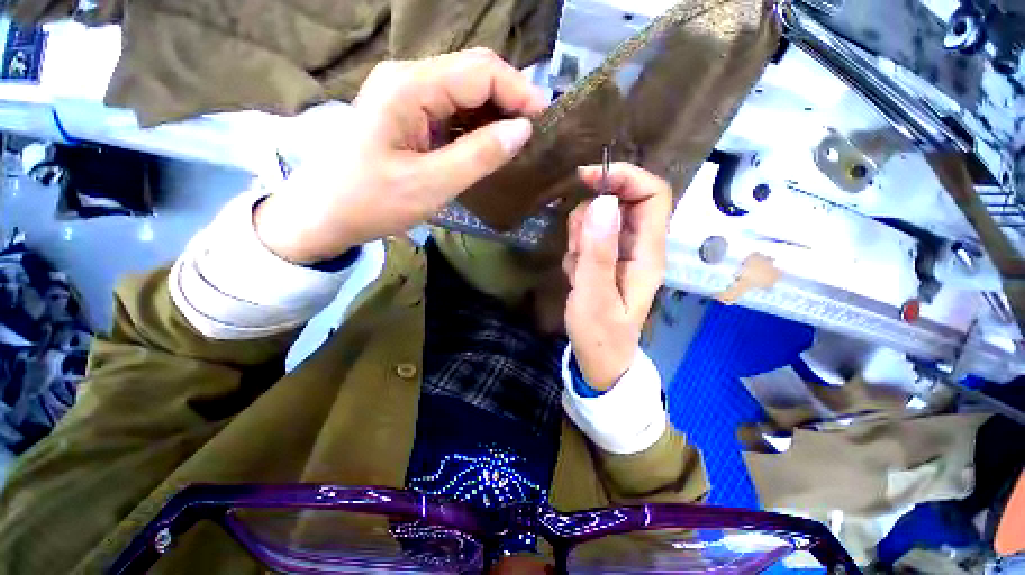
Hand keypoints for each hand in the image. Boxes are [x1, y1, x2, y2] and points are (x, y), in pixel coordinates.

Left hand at [255, 48, 546, 262]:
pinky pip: (451, 108)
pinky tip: (489, 145)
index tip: (546, 122)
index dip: (519, 92)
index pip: (481, 71)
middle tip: (534, 134)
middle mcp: (408, 77)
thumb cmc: (372, 202)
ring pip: (465, 90)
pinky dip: (476, 124)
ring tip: (517, 142)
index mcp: (410, 87)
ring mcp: (406, 94)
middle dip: (510, 99)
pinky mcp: (407, 112)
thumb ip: (479, 155)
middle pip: (473, 72)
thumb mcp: (431, 184)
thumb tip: (523, 130)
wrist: (324, 214)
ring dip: (495, 113)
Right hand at [563, 163, 672, 390]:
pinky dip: (577, 249)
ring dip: (581, 236)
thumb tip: (603, 203)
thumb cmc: (600, 335)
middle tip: (577, 248)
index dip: (625, 177)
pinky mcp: (608, 260)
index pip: (653, 194)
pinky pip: (590, 237)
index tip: (589, 178)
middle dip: (592, 216)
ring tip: (578, 270)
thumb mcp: (594, 296)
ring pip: (601, 219)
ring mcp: (622, 253)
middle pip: (622, 202)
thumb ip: (597, 252)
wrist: (600, 360)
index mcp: (648, 253)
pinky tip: (577, 275)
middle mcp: (640, 247)